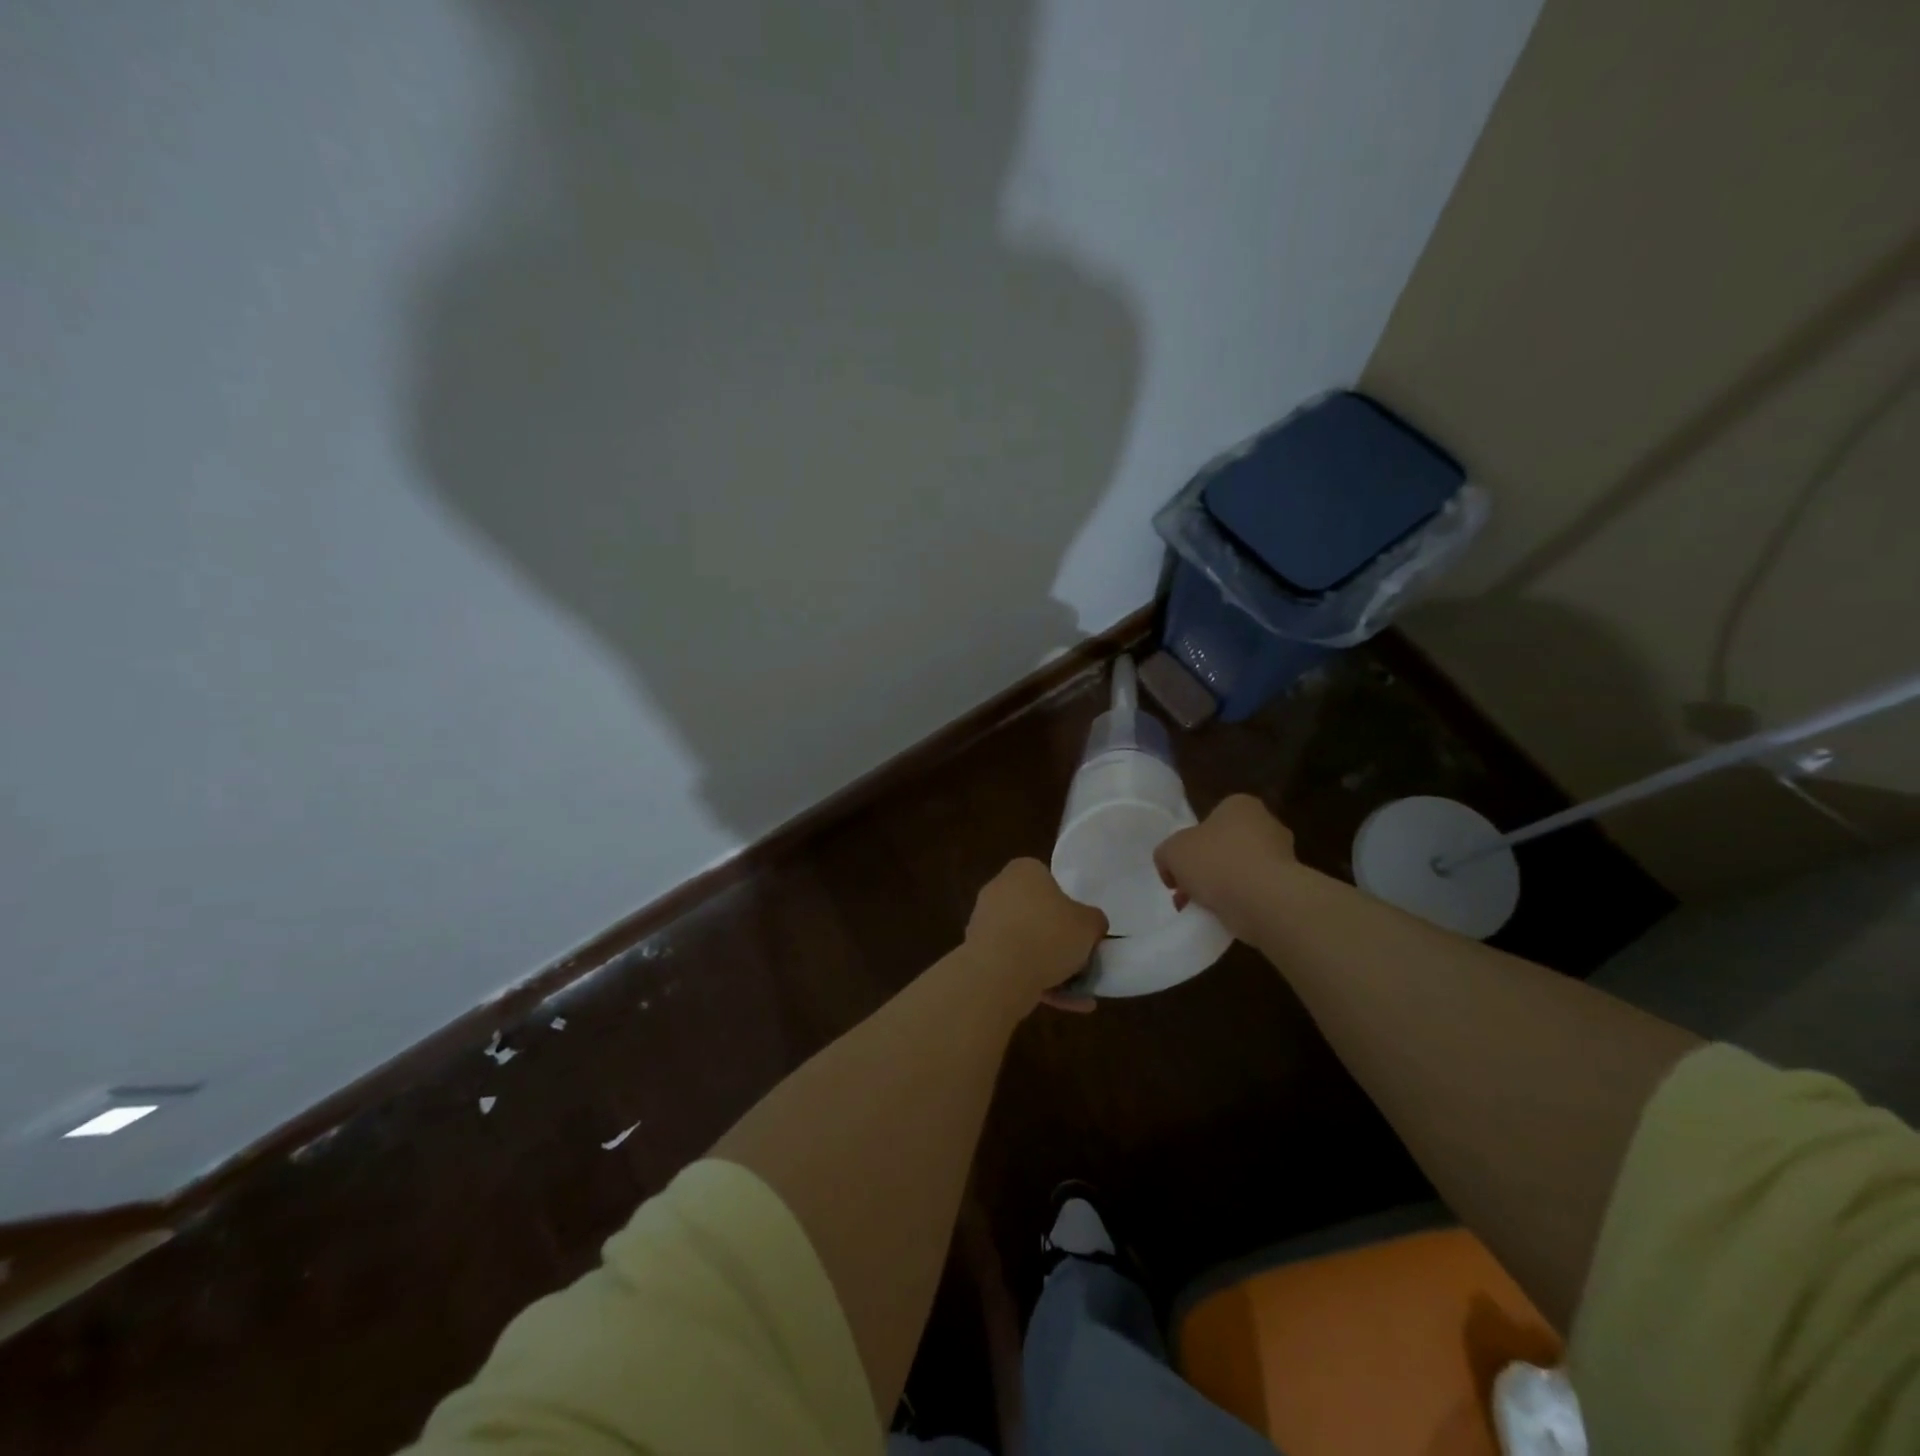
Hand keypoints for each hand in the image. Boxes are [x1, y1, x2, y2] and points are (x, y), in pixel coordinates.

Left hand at [965, 858, 1107, 1012]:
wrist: (999, 973)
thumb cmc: (1048, 935)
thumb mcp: (1089, 924)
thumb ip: (1094, 921)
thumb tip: (1092, 925)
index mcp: (1023, 870)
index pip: (1050, 881)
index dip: (1069, 906)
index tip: (1082, 930)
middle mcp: (998, 889)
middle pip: (1036, 914)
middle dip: (1058, 940)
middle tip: (1080, 960)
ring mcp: (984, 922)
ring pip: (1025, 943)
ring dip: (1049, 966)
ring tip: (1077, 993)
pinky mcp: (977, 953)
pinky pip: (1012, 964)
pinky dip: (1034, 981)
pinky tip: (1061, 1003)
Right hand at [1153, 794, 1296, 941]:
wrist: (1265, 901)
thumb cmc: (1216, 862)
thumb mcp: (1171, 851)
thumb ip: (1166, 854)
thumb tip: (1172, 868)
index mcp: (1240, 806)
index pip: (1210, 819)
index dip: (1189, 843)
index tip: (1178, 867)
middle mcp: (1266, 824)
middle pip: (1225, 846)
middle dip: (1205, 868)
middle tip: (1186, 890)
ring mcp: (1282, 857)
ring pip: (1240, 871)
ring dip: (1220, 888)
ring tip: (1199, 909)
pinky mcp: (1288, 887)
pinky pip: (1254, 892)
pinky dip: (1238, 903)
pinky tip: (1221, 917)